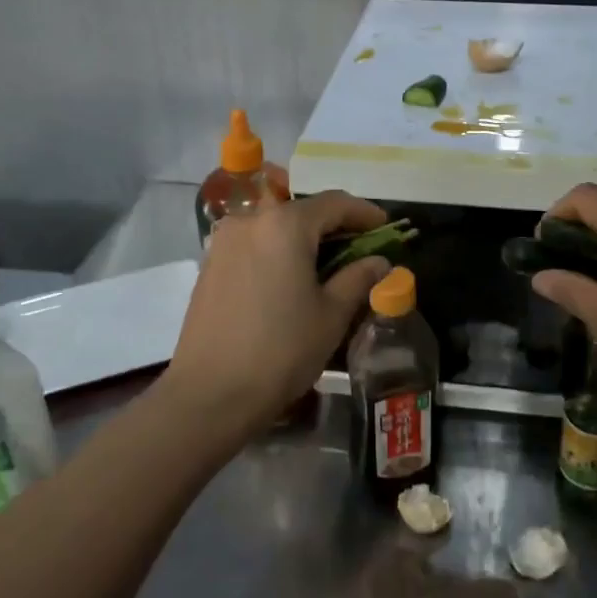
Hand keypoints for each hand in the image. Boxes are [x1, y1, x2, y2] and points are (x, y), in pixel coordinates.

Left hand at [163, 191, 390, 442]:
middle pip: (302, 210)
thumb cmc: (281, 350)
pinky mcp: (210, 263)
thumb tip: (379, 262)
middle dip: (334, 224)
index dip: (365, 213)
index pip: (334, 203)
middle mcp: (250, 220)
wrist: (210, 394)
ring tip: (327, 263)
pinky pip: (254, 242)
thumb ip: (358, 278)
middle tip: (360, 246)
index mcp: (285, 224)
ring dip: (304, 237)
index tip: (386, 227)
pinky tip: (292, 276)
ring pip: (275, 225)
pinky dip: (278, 249)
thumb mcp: (332, 315)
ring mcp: (225, 240)